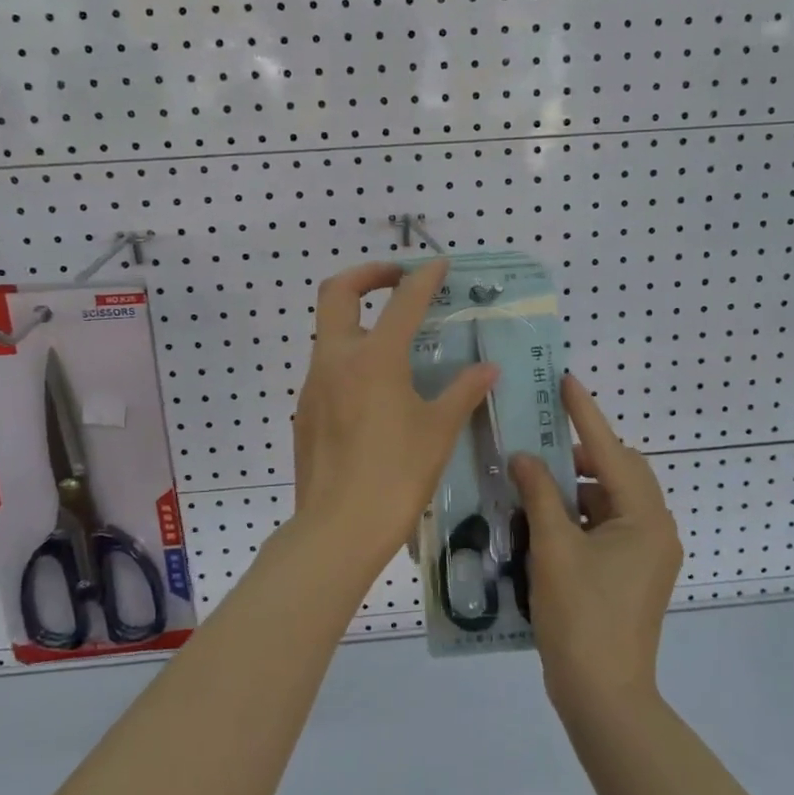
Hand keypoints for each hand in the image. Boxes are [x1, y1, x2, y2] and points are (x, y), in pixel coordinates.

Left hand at [291, 259, 497, 579]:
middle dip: (367, 275)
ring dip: (358, 321)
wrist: (338, 529)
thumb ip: (463, 392)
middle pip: (337, 293)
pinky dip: (351, 359)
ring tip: (394, 341)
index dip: (423, 278)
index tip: (438, 265)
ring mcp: (314, 385)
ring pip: (329, 332)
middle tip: (396, 279)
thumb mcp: (438, 432)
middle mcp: (336, 359)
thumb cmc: (396, 476)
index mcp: (374, 358)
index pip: (402, 302)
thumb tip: (487, 369)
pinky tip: (376, 391)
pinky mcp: (305, 410)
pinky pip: (327, 369)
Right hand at [511, 375, 681, 712]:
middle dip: (579, 455)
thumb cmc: (580, 616)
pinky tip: (544, 519)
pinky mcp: (633, 572)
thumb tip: (524, 457)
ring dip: (575, 488)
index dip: (585, 414)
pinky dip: (578, 516)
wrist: (604, 696)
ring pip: (610, 500)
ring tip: (533, 484)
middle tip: (539, 443)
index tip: (565, 381)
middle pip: (617, 472)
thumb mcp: (553, 548)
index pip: (610, 451)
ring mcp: (646, 553)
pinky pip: (606, 526)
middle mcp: (655, 529)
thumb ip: (539, 495)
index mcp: (645, 518)